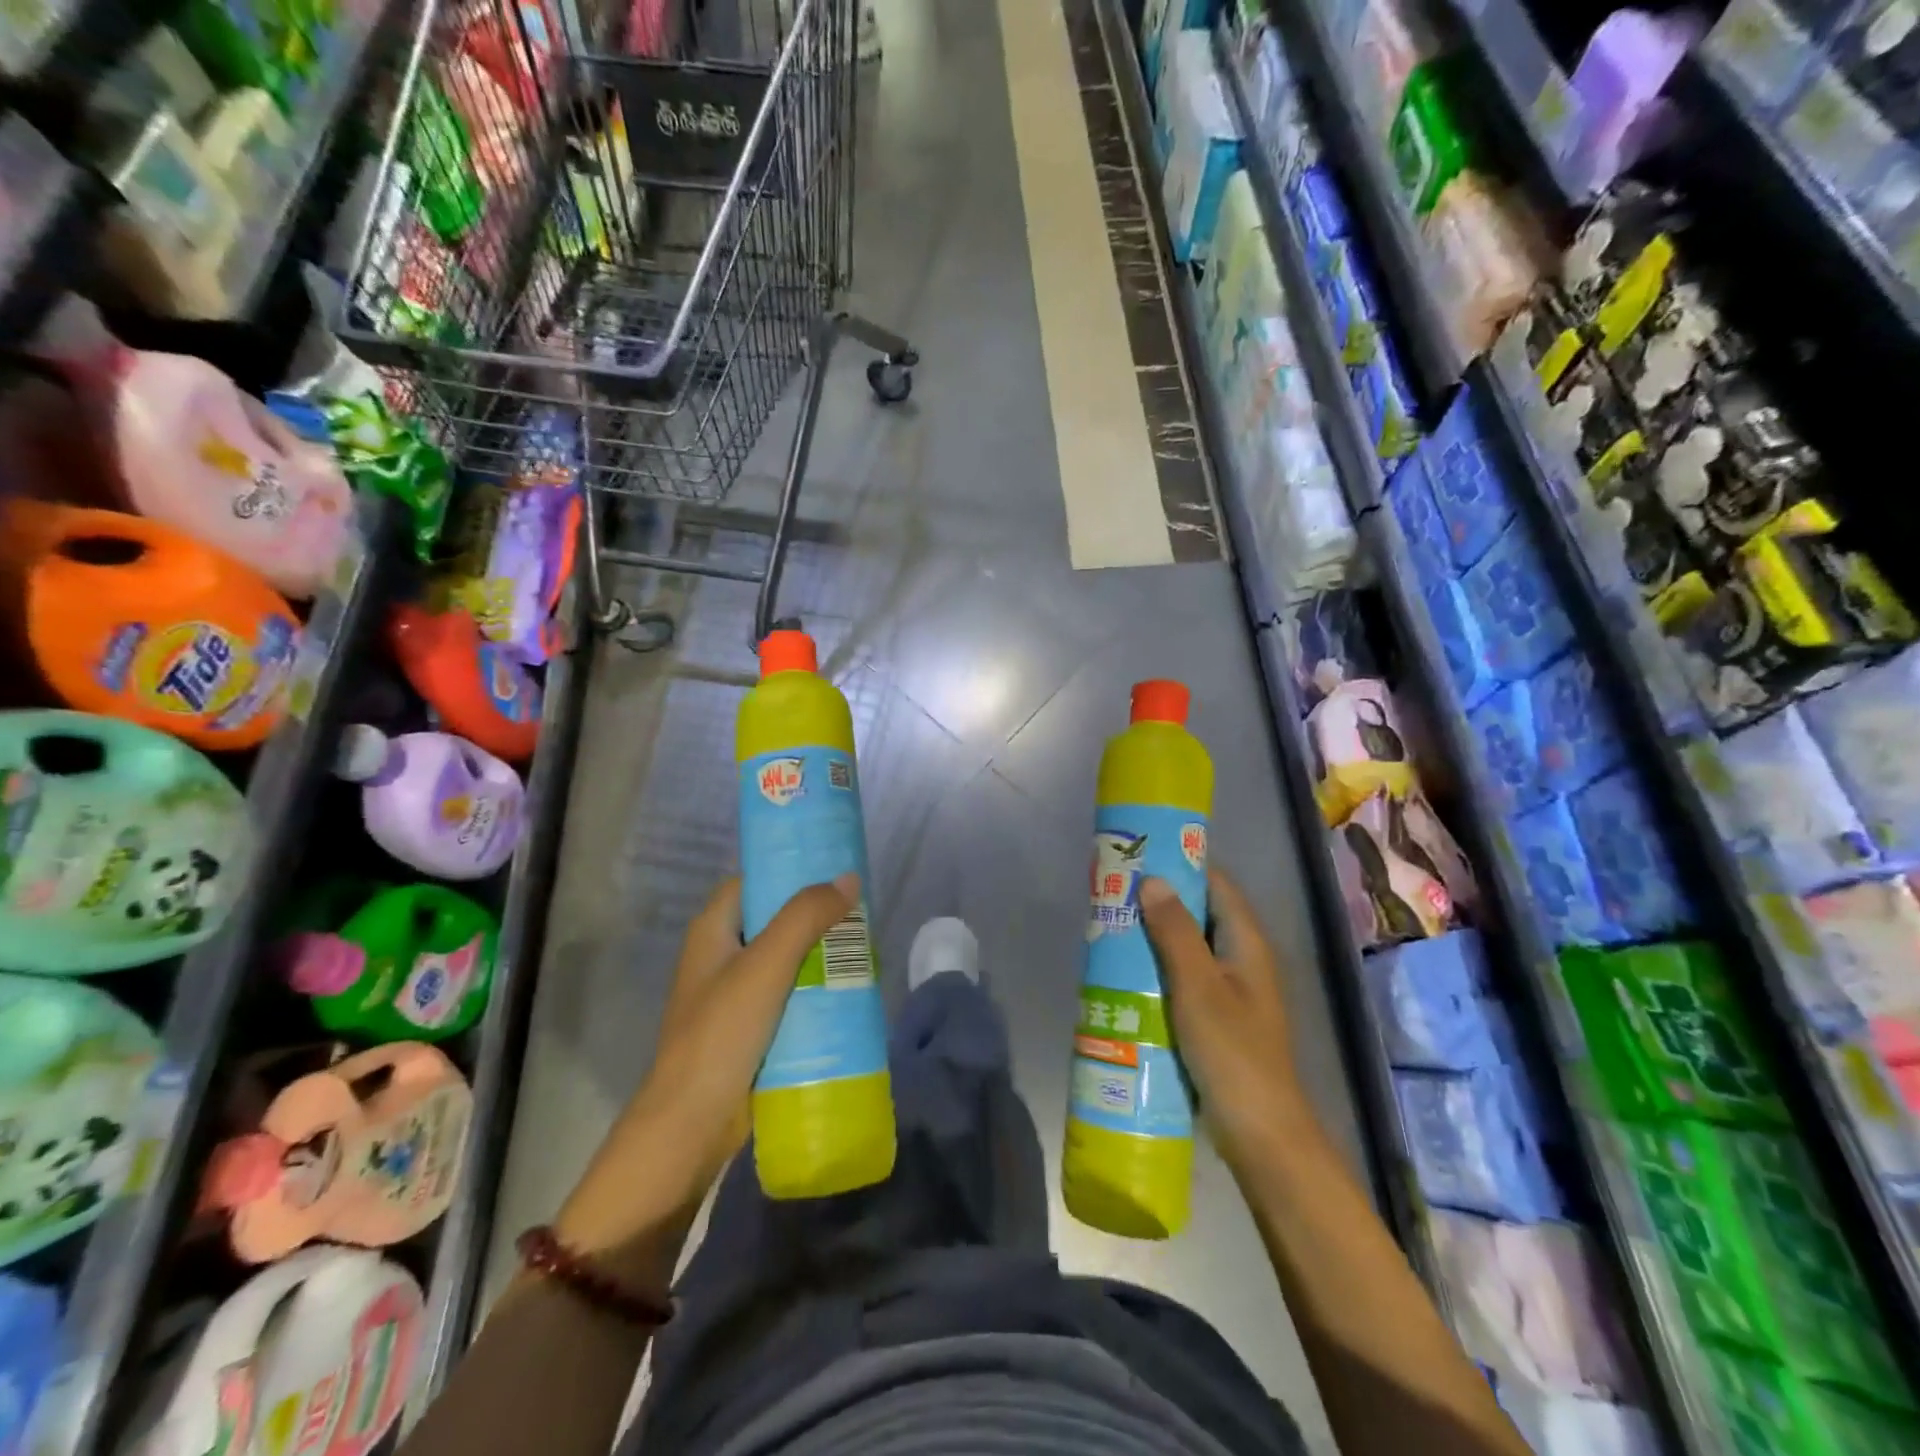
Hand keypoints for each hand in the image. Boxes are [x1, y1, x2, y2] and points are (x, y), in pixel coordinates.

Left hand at [555, 874, 858, 1255]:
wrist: (691, 1126)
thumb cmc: (721, 1034)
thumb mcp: (765, 966)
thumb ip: (805, 917)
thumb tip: (848, 878)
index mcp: (713, 930)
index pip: (753, 881)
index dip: (789, 870)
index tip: (834, 868)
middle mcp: (721, 955)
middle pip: (774, 919)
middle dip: (816, 915)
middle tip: (860, 912)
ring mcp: (735, 994)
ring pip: (786, 958)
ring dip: (820, 953)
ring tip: (864, 947)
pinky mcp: (751, 1028)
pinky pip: (789, 993)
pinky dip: (815, 987)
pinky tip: (848, 988)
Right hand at [1139, 869, 1308, 1173]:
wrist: (1261, 1134)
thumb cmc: (1232, 1054)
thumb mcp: (1199, 987)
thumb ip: (1176, 932)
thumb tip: (1153, 880)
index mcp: (1247, 943)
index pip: (1216, 885)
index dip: (1181, 866)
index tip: (1139, 857)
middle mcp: (1242, 960)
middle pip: (1200, 914)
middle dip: (1159, 902)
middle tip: (1113, 893)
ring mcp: (1231, 991)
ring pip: (1189, 948)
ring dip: (1155, 937)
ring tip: (1110, 927)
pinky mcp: (1216, 1019)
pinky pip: (1184, 979)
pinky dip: (1158, 969)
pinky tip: (1125, 974)